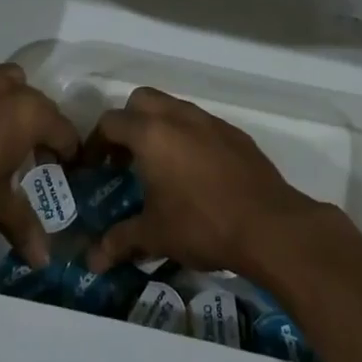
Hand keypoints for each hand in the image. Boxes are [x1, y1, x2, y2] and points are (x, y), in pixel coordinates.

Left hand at [0, 62, 77, 265]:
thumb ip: (22, 225)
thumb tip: (44, 260)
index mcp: (28, 115)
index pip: (64, 131)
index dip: (69, 152)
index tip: (67, 170)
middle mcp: (7, 88)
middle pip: (38, 103)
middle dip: (40, 127)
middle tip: (31, 156)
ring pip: (6, 81)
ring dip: (10, 100)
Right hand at [85, 87, 323, 276]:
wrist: (269, 225)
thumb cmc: (202, 224)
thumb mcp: (155, 235)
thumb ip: (119, 241)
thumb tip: (92, 261)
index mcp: (152, 134)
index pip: (111, 122)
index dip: (95, 143)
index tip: (93, 168)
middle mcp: (179, 117)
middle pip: (141, 100)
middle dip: (128, 123)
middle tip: (125, 159)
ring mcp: (210, 121)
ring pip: (174, 108)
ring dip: (160, 127)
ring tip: (160, 167)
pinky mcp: (235, 133)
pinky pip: (202, 124)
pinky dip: (189, 137)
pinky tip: (195, 174)